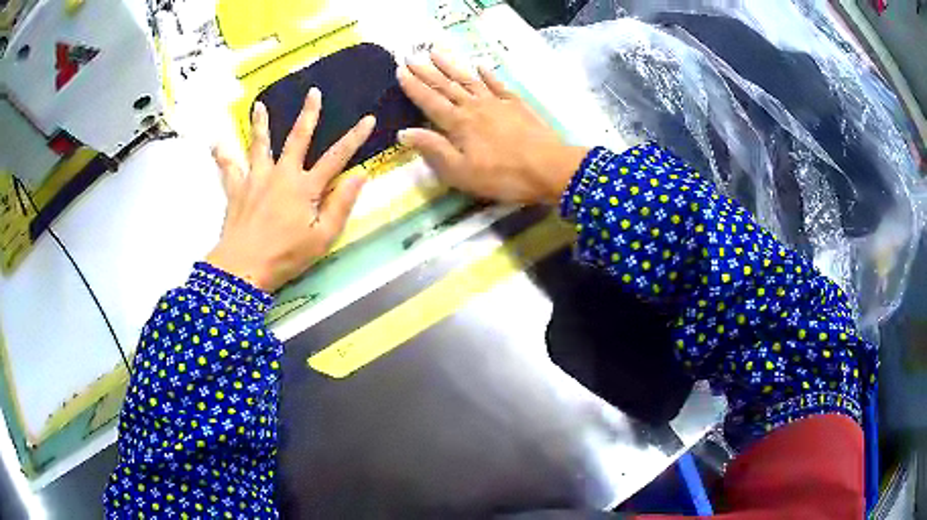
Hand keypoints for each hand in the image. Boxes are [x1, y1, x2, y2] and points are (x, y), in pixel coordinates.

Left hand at [207, 89, 374, 292]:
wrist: (243, 268)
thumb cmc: (286, 256)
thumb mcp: (323, 237)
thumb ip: (341, 204)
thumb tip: (360, 175)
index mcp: (305, 187)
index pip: (336, 157)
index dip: (354, 138)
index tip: (368, 119)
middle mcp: (281, 175)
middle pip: (297, 138)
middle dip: (308, 114)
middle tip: (313, 93)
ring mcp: (256, 179)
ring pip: (259, 145)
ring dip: (261, 124)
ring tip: (259, 106)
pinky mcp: (237, 190)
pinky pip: (228, 168)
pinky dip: (222, 156)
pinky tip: (216, 143)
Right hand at [396, 52, 587, 204]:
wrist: (549, 168)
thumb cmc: (502, 176)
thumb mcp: (461, 172)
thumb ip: (433, 149)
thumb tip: (404, 132)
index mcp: (458, 124)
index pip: (430, 101)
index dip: (414, 87)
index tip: (400, 71)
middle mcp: (474, 107)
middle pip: (446, 86)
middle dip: (427, 71)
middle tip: (411, 56)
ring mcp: (497, 103)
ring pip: (469, 80)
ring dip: (451, 65)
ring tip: (437, 52)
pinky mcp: (516, 105)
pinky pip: (498, 85)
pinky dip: (487, 74)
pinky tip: (480, 65)